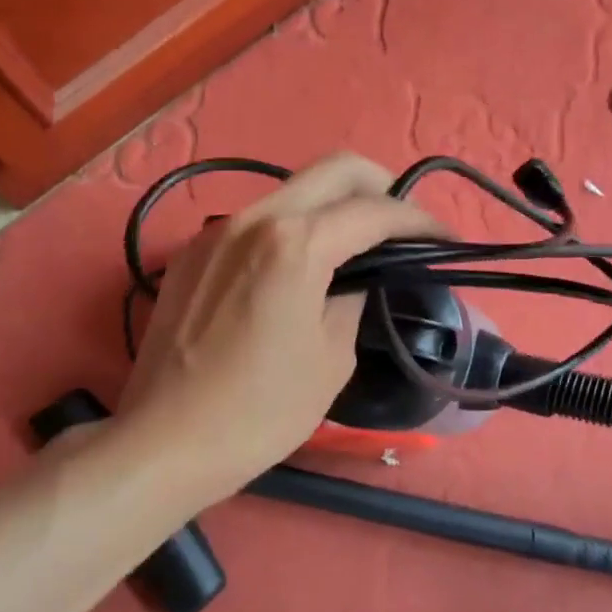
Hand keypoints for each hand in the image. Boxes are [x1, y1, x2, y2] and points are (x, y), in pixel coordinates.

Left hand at [116, 152, 440, 502]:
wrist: (165, 441)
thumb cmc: (260, 411)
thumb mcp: (331, 359)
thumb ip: (354, 301)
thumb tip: (358, 278)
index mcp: (294, 243)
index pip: (374, 210)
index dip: (420, 221)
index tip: (445, 240)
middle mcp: (253, 218)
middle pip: (333, 170)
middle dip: (380, 187)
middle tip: (400, 228)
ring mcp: (215, 232)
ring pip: (289, 191)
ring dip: (330, 207)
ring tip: (351, 250)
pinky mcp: (191, 255)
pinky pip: (254, 222)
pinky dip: (289, 230)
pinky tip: (294, 271)